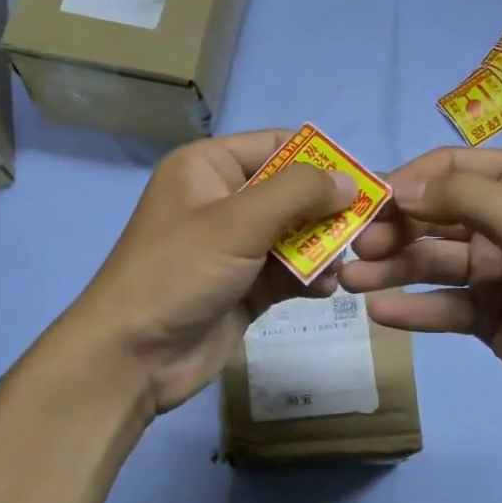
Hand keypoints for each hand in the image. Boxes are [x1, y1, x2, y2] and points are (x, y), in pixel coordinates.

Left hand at [66, 129, 356, 414]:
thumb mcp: (238, 221)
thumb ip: (298, 193)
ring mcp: (234, 247)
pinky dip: (309, 278)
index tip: (365, 180)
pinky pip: (288, 273)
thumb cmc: (179, 272)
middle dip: (328, 209)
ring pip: (294, 235)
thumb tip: (348, 181)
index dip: (320, 159)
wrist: (133, 356)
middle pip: (290, 192)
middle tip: (368, 228)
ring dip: (323, 247)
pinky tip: (328, 289)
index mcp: (208, 168)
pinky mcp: (244, 287)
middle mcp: (222, 201)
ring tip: (348, 263)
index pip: (276, 146)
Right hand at [339, 147, 501, 431]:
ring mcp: (497, 271)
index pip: (452, 169)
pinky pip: (443, 305)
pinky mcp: (489, 316)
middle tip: (355, 249)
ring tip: (350, 281)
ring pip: (432, 261)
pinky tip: (380, 313)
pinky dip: (412, 308)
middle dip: (393, 229)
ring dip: (391, 269)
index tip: (368, 204)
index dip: (408, 182)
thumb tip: (400, 188)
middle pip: (435, 215)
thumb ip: (464, 198)